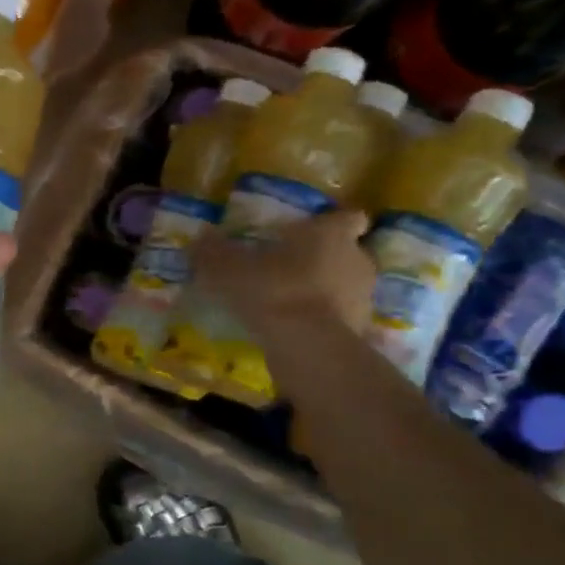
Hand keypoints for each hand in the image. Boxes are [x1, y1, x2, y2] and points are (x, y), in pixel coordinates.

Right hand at [189, 209, 374, 337]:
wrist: (308, 346)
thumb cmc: (273, 291)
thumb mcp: (229, 269)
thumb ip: (214, 251)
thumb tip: (202, 235)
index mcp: (330, 234)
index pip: (347, 218)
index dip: (330, 223)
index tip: (310, 231)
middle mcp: (355, 259)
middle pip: (345, 252)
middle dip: (322, 258)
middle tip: (288, 267)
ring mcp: (362, 297)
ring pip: (343, 285)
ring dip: (322, 290)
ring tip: (287, 302)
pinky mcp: (359, 330)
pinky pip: (338, 317)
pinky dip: (321, 320)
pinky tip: (293, 329)